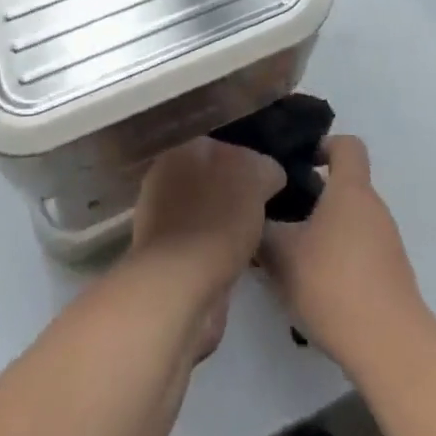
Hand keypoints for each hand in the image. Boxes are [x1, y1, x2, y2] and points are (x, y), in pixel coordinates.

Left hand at [130, 138, 284, 316]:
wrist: (178, 285)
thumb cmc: (218, 219)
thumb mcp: (256, 177)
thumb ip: (265, 169)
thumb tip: (269, 176)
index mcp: (188, 150)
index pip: (230, 150)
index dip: (253, 168)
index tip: (272, 190)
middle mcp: (170, 178)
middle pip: (215, 181)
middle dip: (237, 196)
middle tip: (265, 216)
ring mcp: (162, 220)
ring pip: (207, 214)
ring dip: (227, 226)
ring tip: (255, 244)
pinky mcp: (165, 259)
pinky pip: (202, 247)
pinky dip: (218, 254)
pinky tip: (238, 265)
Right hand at [258, 136, 428, 366]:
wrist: (390, 346)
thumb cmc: (334, 284)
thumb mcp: (282, 255)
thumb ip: (263, 229)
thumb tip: (252, 215)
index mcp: (351, 188)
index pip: (347, 144)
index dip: (323, 146)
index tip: (297, 164)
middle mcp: (373, 206)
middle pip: (343, 185)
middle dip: (311, 197)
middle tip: (280, 217)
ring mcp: (386, 241)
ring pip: (349, 220)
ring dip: (322, 231)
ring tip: (291, 257)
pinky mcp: (390, 273)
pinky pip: (359, 249)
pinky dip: (338, 258)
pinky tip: (315, 288)